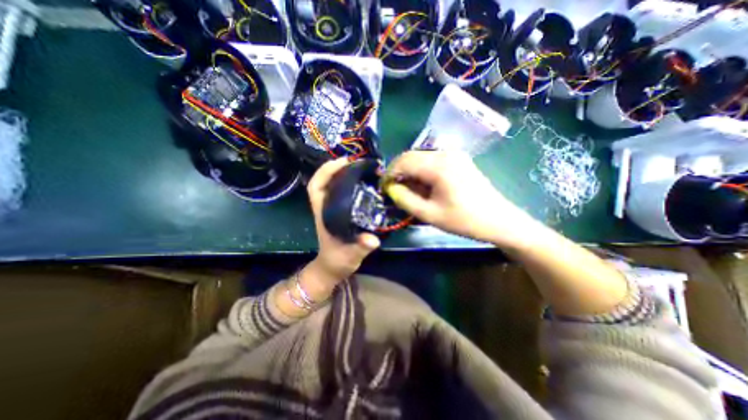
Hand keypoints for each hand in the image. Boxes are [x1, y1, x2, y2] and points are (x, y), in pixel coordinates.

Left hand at [306, 158, 379, 287]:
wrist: (333, 267)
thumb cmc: (337, 261)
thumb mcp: (350, 255)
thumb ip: (360, 247)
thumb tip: (373, 239)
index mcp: (324, 214)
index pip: (316, 187)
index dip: (326, 171)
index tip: (343, 162)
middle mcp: (326, 207)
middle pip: (324, 181)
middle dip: (336, 167)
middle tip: (356, 161)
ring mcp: (332, 209)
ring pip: (332, 185)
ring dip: (343, 173)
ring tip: (361, 168)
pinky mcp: (340, 212)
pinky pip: (341, 192)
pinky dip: (349, 183)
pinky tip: (363, 182)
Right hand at [385, 151, 536, 248]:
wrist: (499, 220)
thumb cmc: (464, 220)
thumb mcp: (429, 214)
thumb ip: (404, 199)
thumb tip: (390, 188)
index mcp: (438, 166)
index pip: (403, 161)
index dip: (389, 174)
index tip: (383, 189)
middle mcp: (445, 153)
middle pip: (411, 156)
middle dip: (398, 172)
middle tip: (394, 191)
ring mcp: (453, 154)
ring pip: (420, 158)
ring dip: (409, 172)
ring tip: (408, 191)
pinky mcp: (458, 160)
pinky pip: (431, 161)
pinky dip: (421, 172)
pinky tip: (423, 186)